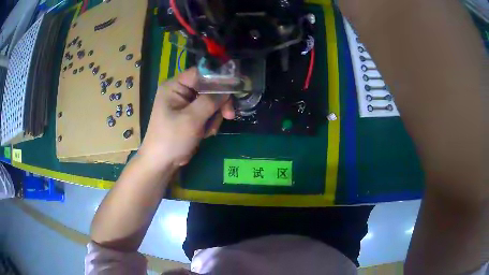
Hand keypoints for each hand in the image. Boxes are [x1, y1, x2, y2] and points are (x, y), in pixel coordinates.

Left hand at [138, 67, 234, 170]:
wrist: (162, 163)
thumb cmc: (172, 139)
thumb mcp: (191, 119)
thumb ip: (210, 101)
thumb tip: (228, 89)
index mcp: (174, 86)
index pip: (200, 73)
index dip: (218, 78)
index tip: (234, 88)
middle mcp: (180, 91)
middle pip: (208, 88)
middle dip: (218, 103)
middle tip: (229, 115)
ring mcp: (185, 104)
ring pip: (210, 101)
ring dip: (214, 116)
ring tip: (208, 131)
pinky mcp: (190, 116)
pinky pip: (207, 112)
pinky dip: (209, 123)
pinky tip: (205, 134)